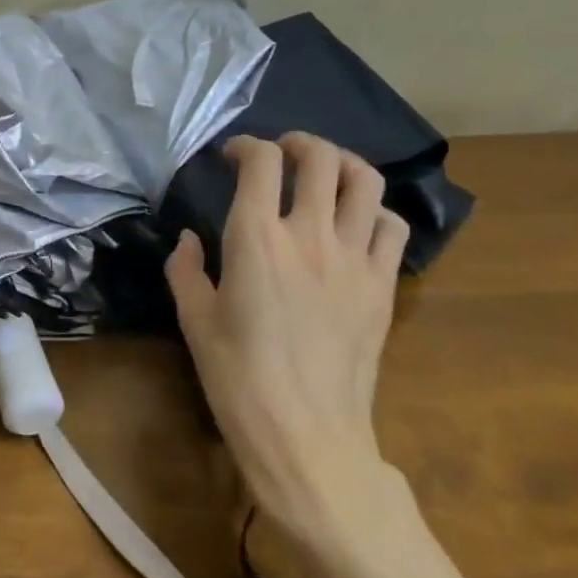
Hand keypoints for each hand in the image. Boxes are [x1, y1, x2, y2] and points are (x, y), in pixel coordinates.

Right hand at [164, 133, 408, 532]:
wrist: (306, 435)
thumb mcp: (194, 320)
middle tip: (283, 151)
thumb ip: (186, 269)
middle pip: (321, 158)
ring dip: (343, 165)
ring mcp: (354, 259)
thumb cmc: (238, 378)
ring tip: (326, 173)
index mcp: (256, 240)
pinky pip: (392, 226)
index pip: (261, 163)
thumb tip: (190, 239)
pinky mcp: (383, 286)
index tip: (232, 156)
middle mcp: (309, 236)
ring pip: (366, 182)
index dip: (245, 146)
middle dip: (299, 142)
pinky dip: (374, 210)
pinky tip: (356, 223)